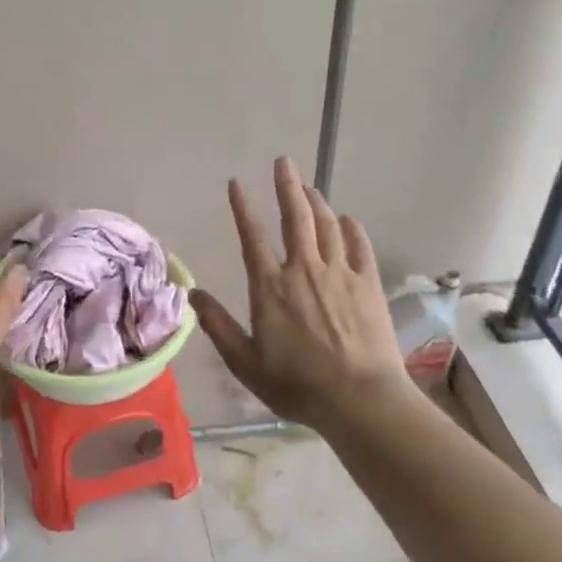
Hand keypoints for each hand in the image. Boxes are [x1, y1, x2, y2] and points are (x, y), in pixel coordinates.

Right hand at [192, 157, 414, 438]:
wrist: (359, 398)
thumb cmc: (296, 384)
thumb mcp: (245, 362)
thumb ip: (218, 325)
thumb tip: (193, 293)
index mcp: (270, 286)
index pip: (251, 236)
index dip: (242, 207)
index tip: (236, 183)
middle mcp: (303, 269)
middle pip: (296, 217)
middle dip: (287, 186)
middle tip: (283, 162)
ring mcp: (340, 274)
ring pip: (328, 225)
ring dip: (317, 203)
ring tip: (310, 188)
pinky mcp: (368, 284)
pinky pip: (360, 246)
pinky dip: (352, 228)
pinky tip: (348, 219)